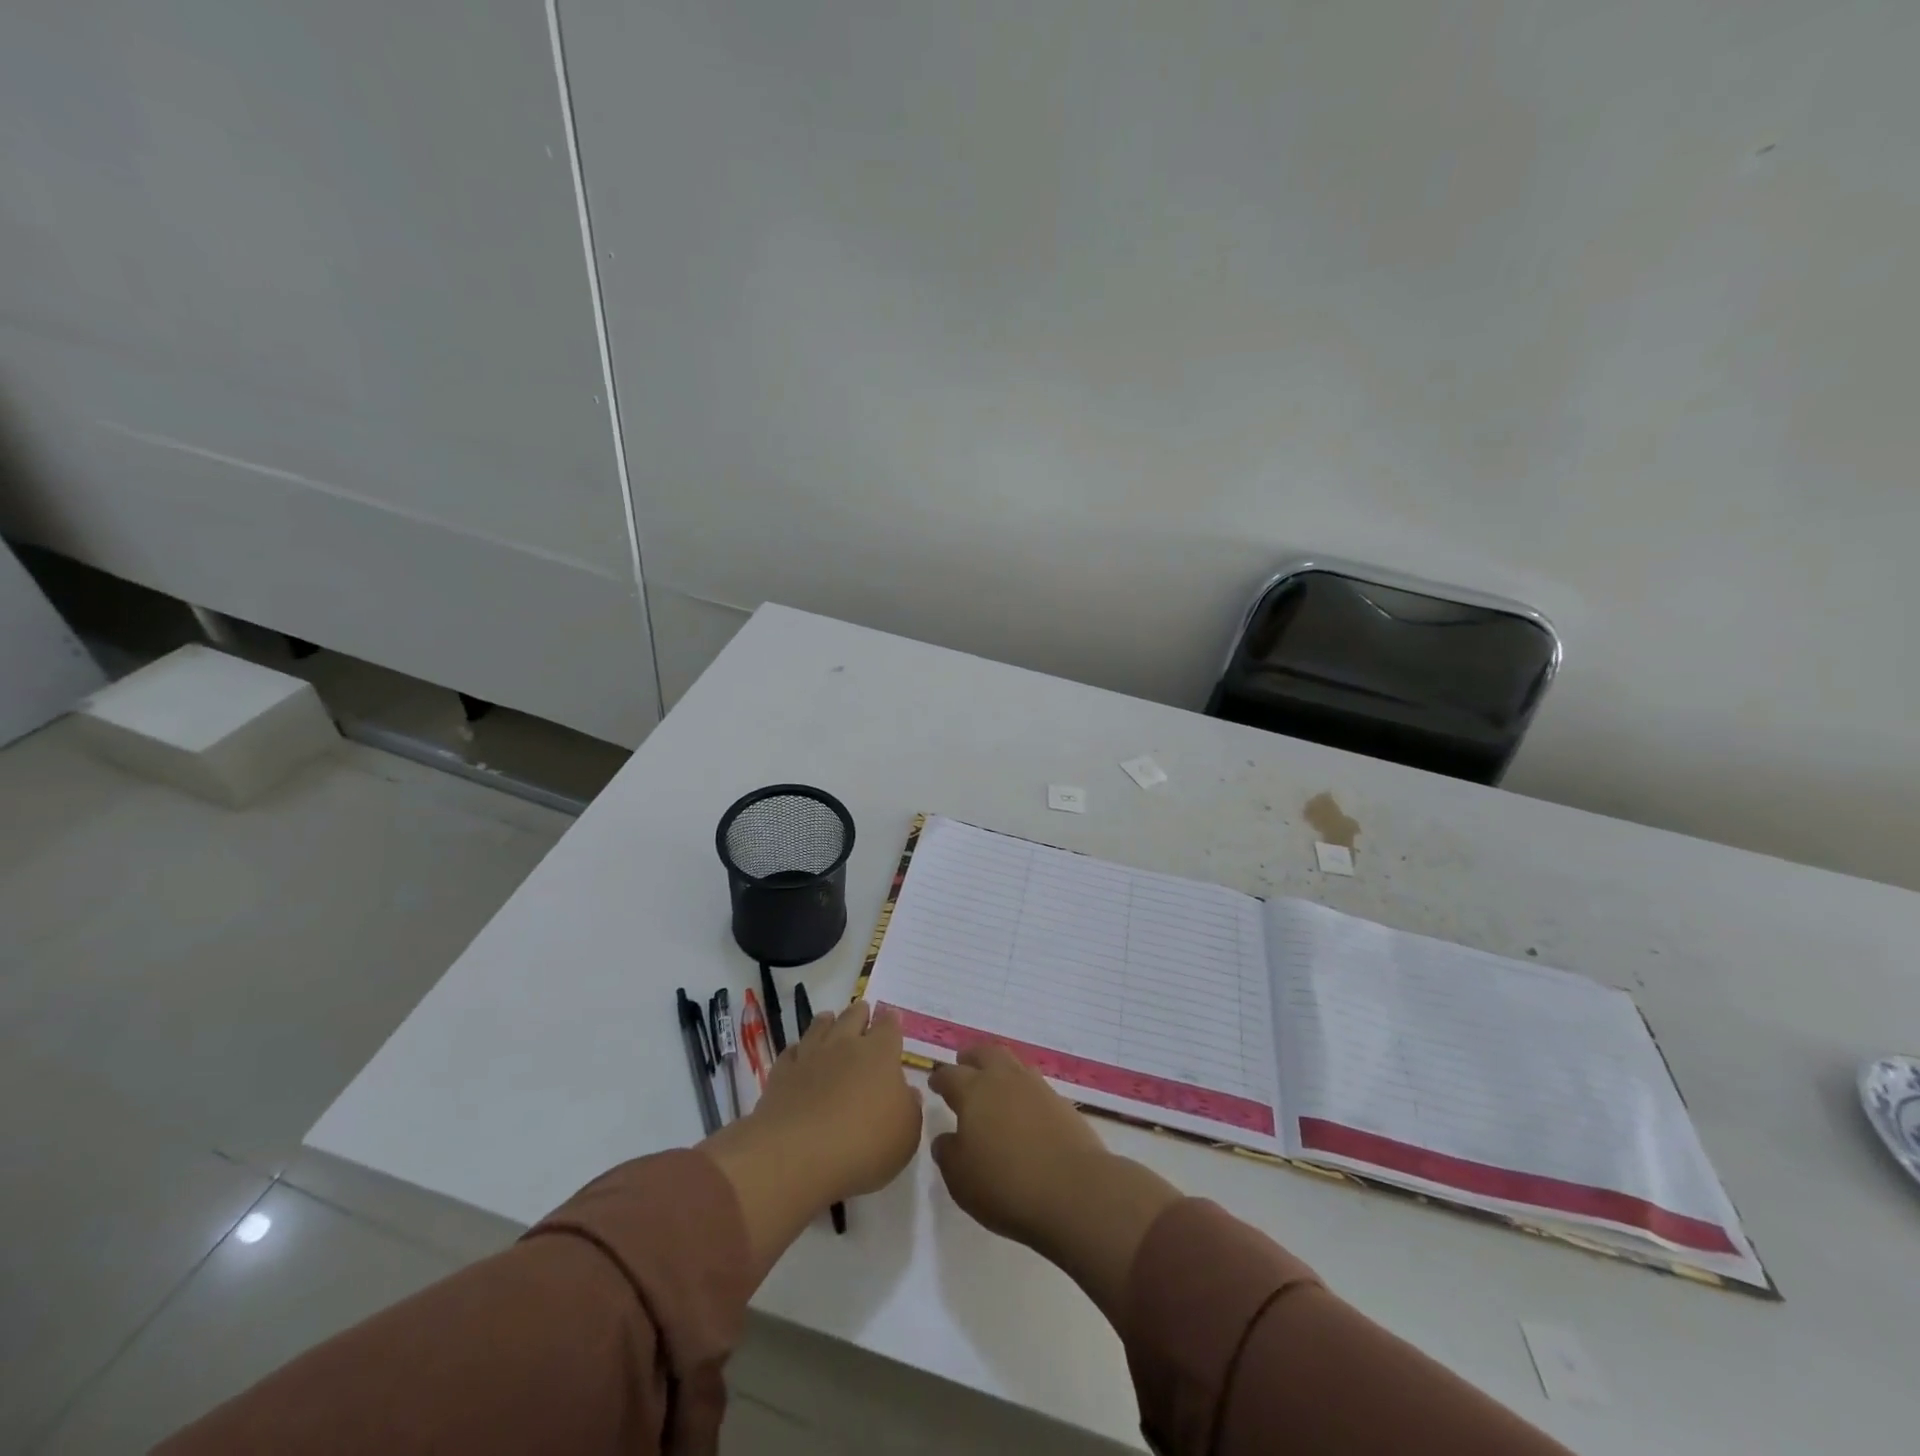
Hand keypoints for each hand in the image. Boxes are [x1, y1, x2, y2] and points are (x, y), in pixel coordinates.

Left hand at [751, 1002, 923, 1199]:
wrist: (799, 1155)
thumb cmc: (864, 1144)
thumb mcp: (906, 1134)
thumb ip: (909, 1108)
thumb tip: (907, 1092)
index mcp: (880, 1053)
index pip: (889, 1025)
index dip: (891, 1021)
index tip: (892, 1018)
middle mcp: (845, 1044)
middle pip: (853, 1016)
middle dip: (860, 1013)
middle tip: (862, 1015)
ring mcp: (810, 1055)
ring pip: (820, 1026)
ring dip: (827, 1022)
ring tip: (830, 1021)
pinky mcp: (782, 1073)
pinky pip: (792, 1051)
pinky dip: (799, 1050)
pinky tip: (800, 1056)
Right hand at [928, 1043, 1108, 1245]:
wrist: (1073, 1191)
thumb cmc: (1006, 1185)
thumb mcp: (961, 1179)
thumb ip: (948, 1154)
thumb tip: (946, 1138)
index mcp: (973, 1091)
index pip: (951, 1075)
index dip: (940, 1078)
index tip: (935, 1083)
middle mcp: (1004, 1079)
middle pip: (985, 1053)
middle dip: (972, 1057)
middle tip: (964, 1063)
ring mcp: (1036, 1087)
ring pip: (1012, 1064)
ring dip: (999, 1069)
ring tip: (995, 1084)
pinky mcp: (1061, 1102)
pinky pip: (1034, 1084)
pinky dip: (1023, 1089)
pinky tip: (1022, 1107)